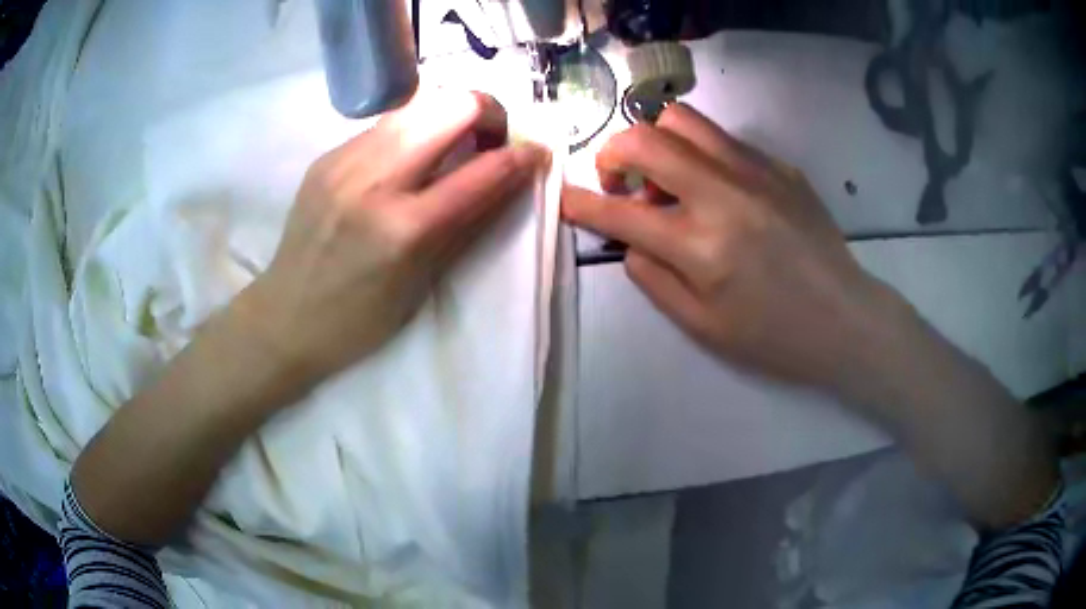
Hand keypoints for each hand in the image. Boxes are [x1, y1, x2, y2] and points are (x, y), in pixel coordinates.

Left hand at [242, 90, 548, 387]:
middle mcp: (374, 181)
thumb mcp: (424, 281)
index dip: (521, 156)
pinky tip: (409, 159)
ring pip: (418, 104)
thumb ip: (471, 222)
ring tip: (454, 144)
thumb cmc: (360, 319)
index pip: (482, 171)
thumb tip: (511, 178)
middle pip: (451, 106)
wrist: (287, 316)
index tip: (537, 151)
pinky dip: (413, 131)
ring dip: (450, 115)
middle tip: (491, 139)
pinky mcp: (327, 156)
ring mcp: (344, 161)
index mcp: (404, 229)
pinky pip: (385, 125)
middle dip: (488, 112)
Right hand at [562, 103, 897, 397]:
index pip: (619, 212)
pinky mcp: (779, 165)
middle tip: (620, 184)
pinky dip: (701, 155)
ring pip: (682, 120)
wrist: (845, 319)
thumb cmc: (774, 336)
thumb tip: (629, 240)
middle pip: (644, 139)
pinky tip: (719, 191)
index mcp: (701, 246)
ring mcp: (756, 171)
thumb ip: (653, 278)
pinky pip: (722, 140)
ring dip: (657, 143)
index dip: (580, 203)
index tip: (564, 198)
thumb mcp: (702, 326)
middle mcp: (723, 194)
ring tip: (669, 180)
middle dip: (611, 154)